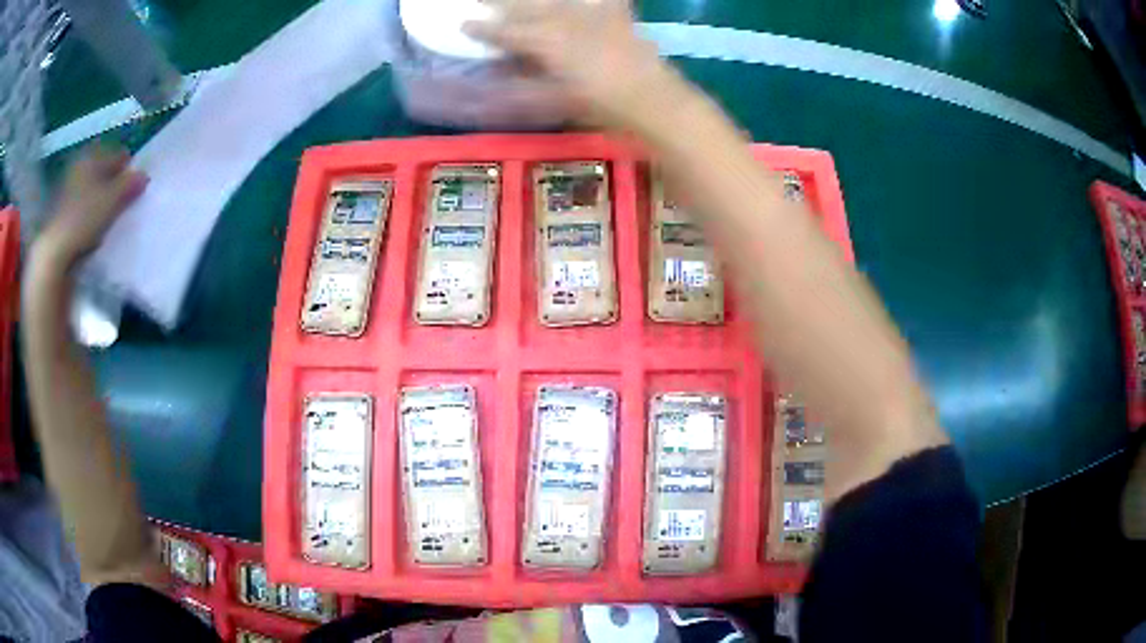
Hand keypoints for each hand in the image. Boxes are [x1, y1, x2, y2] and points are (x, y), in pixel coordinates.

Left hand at [35, 145, 146, 271]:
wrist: (53, 255)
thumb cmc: (83, 219)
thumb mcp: (111, 200)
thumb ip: (129, 185)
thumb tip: (144, 176)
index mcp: (91, 155)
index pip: (117, 154)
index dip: (128, 169)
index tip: (135, 187)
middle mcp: (79, 167)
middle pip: (102, 172)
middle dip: (113, 185)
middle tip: (123, 203)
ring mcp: (67, 192)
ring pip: (91, 191)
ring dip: (100, 202)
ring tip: (108, 220)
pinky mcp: (60, 216)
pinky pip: (81, 210)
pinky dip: (89, 217)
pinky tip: (93, 233)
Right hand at [464, 0, 672, 126]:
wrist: (652, 100)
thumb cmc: (599, 106)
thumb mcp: (553, 100)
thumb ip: (521, 84)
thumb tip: (495, 75)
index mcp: (544, 44)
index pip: (505, 33)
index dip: (483, 30)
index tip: (464, 24)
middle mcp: (563, 21)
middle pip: (526, 7)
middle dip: (502, 2)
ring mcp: (591, 15)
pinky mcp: (616, 15)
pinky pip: (602, 0)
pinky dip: (595, 1)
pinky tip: (584, 2)